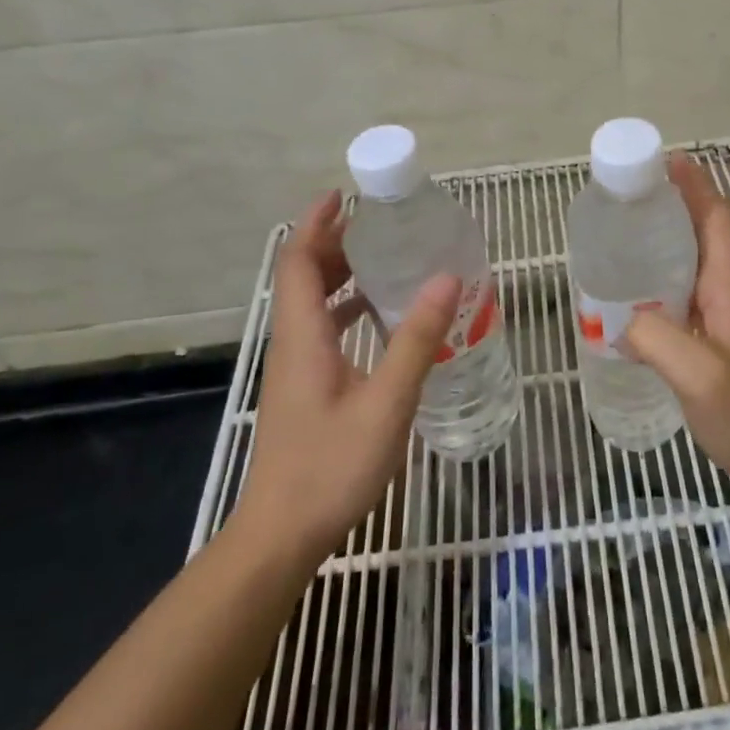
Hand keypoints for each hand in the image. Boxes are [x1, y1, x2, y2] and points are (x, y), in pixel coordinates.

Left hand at [234, 190, 459, 562]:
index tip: (344, 195)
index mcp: (303, 336)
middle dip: (335, 242)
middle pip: (304, 276)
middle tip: (381, 224)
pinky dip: (348, 310)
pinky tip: (384, 320)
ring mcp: (297, 368)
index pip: (299, 262)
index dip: (317, 224)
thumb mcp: (386, 401)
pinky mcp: (305, 389)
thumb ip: (416, 340)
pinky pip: (324, 330)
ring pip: (313, 304)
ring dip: (342, 275)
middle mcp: (293, 343)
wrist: (282, 534)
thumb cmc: (331, 466)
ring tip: (388, 260)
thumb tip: (447, 278)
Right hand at [624, 153, 729, 492]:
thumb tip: (618, 320)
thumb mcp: (700, 377)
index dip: (695, 186)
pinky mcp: (716, 337)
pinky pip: (686, 293)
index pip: (717, 220)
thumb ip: (658, 340)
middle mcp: (729, 292)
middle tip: (627, 198)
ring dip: (667, 239)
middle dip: (673, 205)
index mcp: (729, 288)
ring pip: (694, 261)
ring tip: (623, 237)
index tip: (665, 162)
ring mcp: (725, 315)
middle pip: (704, 233)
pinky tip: (634, 296)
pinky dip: (662, 277)